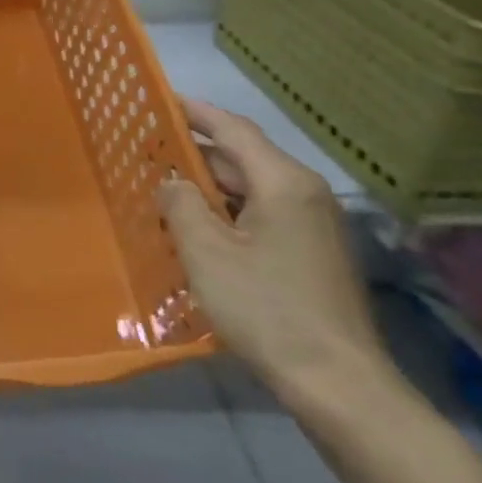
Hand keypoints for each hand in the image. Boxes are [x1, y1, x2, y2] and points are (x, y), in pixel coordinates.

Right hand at [158, 100, 392, 406]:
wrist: (337, 383)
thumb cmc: (266, 308)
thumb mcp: (206, 252)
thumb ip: (181, 203)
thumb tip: (172, 181)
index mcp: (283, 183)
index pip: (232, 129)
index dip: (193, 112)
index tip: (157, 99)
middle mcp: (304, 194)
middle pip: (241, 158)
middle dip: (193, 153)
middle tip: (144, 151)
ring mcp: (312, 225)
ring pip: (249, 189)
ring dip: (206, 187)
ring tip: (160, 189)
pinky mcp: (310, 253)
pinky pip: (259, 214)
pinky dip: (224, 212)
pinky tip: (194, 229)